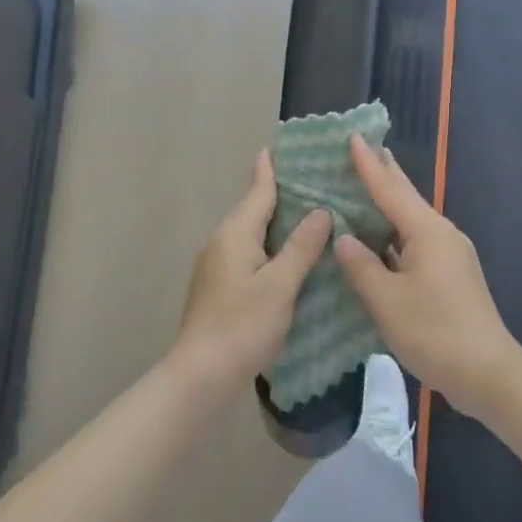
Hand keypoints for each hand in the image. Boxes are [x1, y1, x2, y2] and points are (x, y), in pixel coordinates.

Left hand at [169, 149, 331, 392]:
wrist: (201, 374)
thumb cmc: (242, 325)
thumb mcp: (280, 285)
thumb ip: (301, 247)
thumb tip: (320, 212)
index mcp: (235, 234)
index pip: (257, 192)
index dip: (270, 170)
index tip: (278, 146)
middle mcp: (222, 243)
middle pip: (254, 211)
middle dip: (279, 195)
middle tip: (313, 181)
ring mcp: (217, 268)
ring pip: (252, 235)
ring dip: (277, 224)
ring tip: (309, 216)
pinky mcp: (220, 289)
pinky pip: (249, 255)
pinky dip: (271, 248)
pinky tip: (290, 258)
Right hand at [332, 135, 520, 412]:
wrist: (488, 373)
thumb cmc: (434, 332)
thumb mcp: (386, 301)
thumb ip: (361, 266)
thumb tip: (345, 239)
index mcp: (427, 232)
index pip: (390, 189)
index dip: (368, 164)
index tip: (354, 136)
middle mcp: (442, 235)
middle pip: (407, 198)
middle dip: (384, 174)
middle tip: (362, 150)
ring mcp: (450, 256)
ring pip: (412, 222)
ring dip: (388, 206)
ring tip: (364, 190)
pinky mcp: (452, 276)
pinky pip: (417, 243)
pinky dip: (395, 235)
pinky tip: (380, 241)